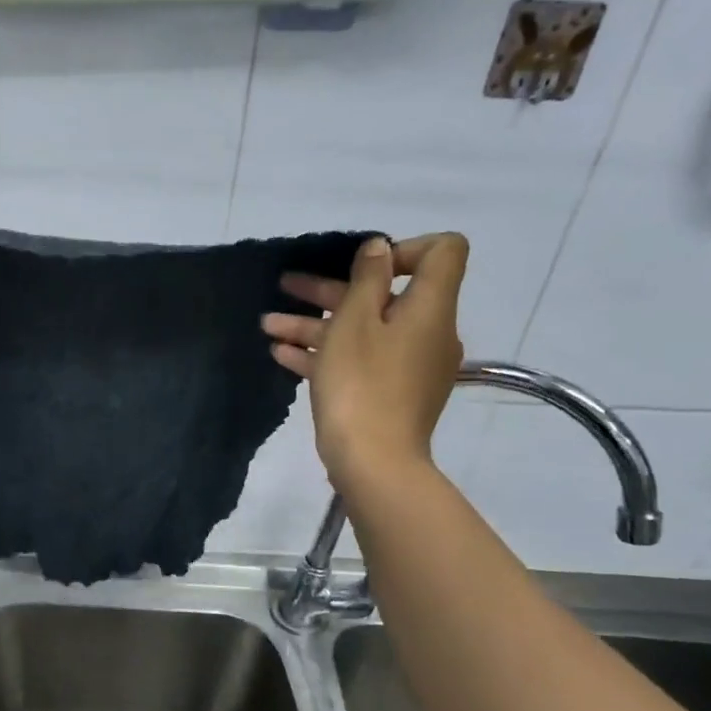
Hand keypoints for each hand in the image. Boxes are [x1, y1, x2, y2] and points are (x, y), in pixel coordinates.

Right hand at [262, 233, 468, 496]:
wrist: (373, 462)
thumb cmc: (361, 384)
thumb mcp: (354, 322)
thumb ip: (367, 279)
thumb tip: (379, 247)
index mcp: (430, 307)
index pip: (441, 252)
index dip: (402, 248)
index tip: (361, 267)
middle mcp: (427, 331)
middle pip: (385, 295)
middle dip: (331, 289)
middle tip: (286, 285)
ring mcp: (409, 365)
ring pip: (363, 331)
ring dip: (315, 323)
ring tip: (268, 325)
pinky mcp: (391, 393)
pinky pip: (359, 360)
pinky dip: (325, 353)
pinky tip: (283, 355)